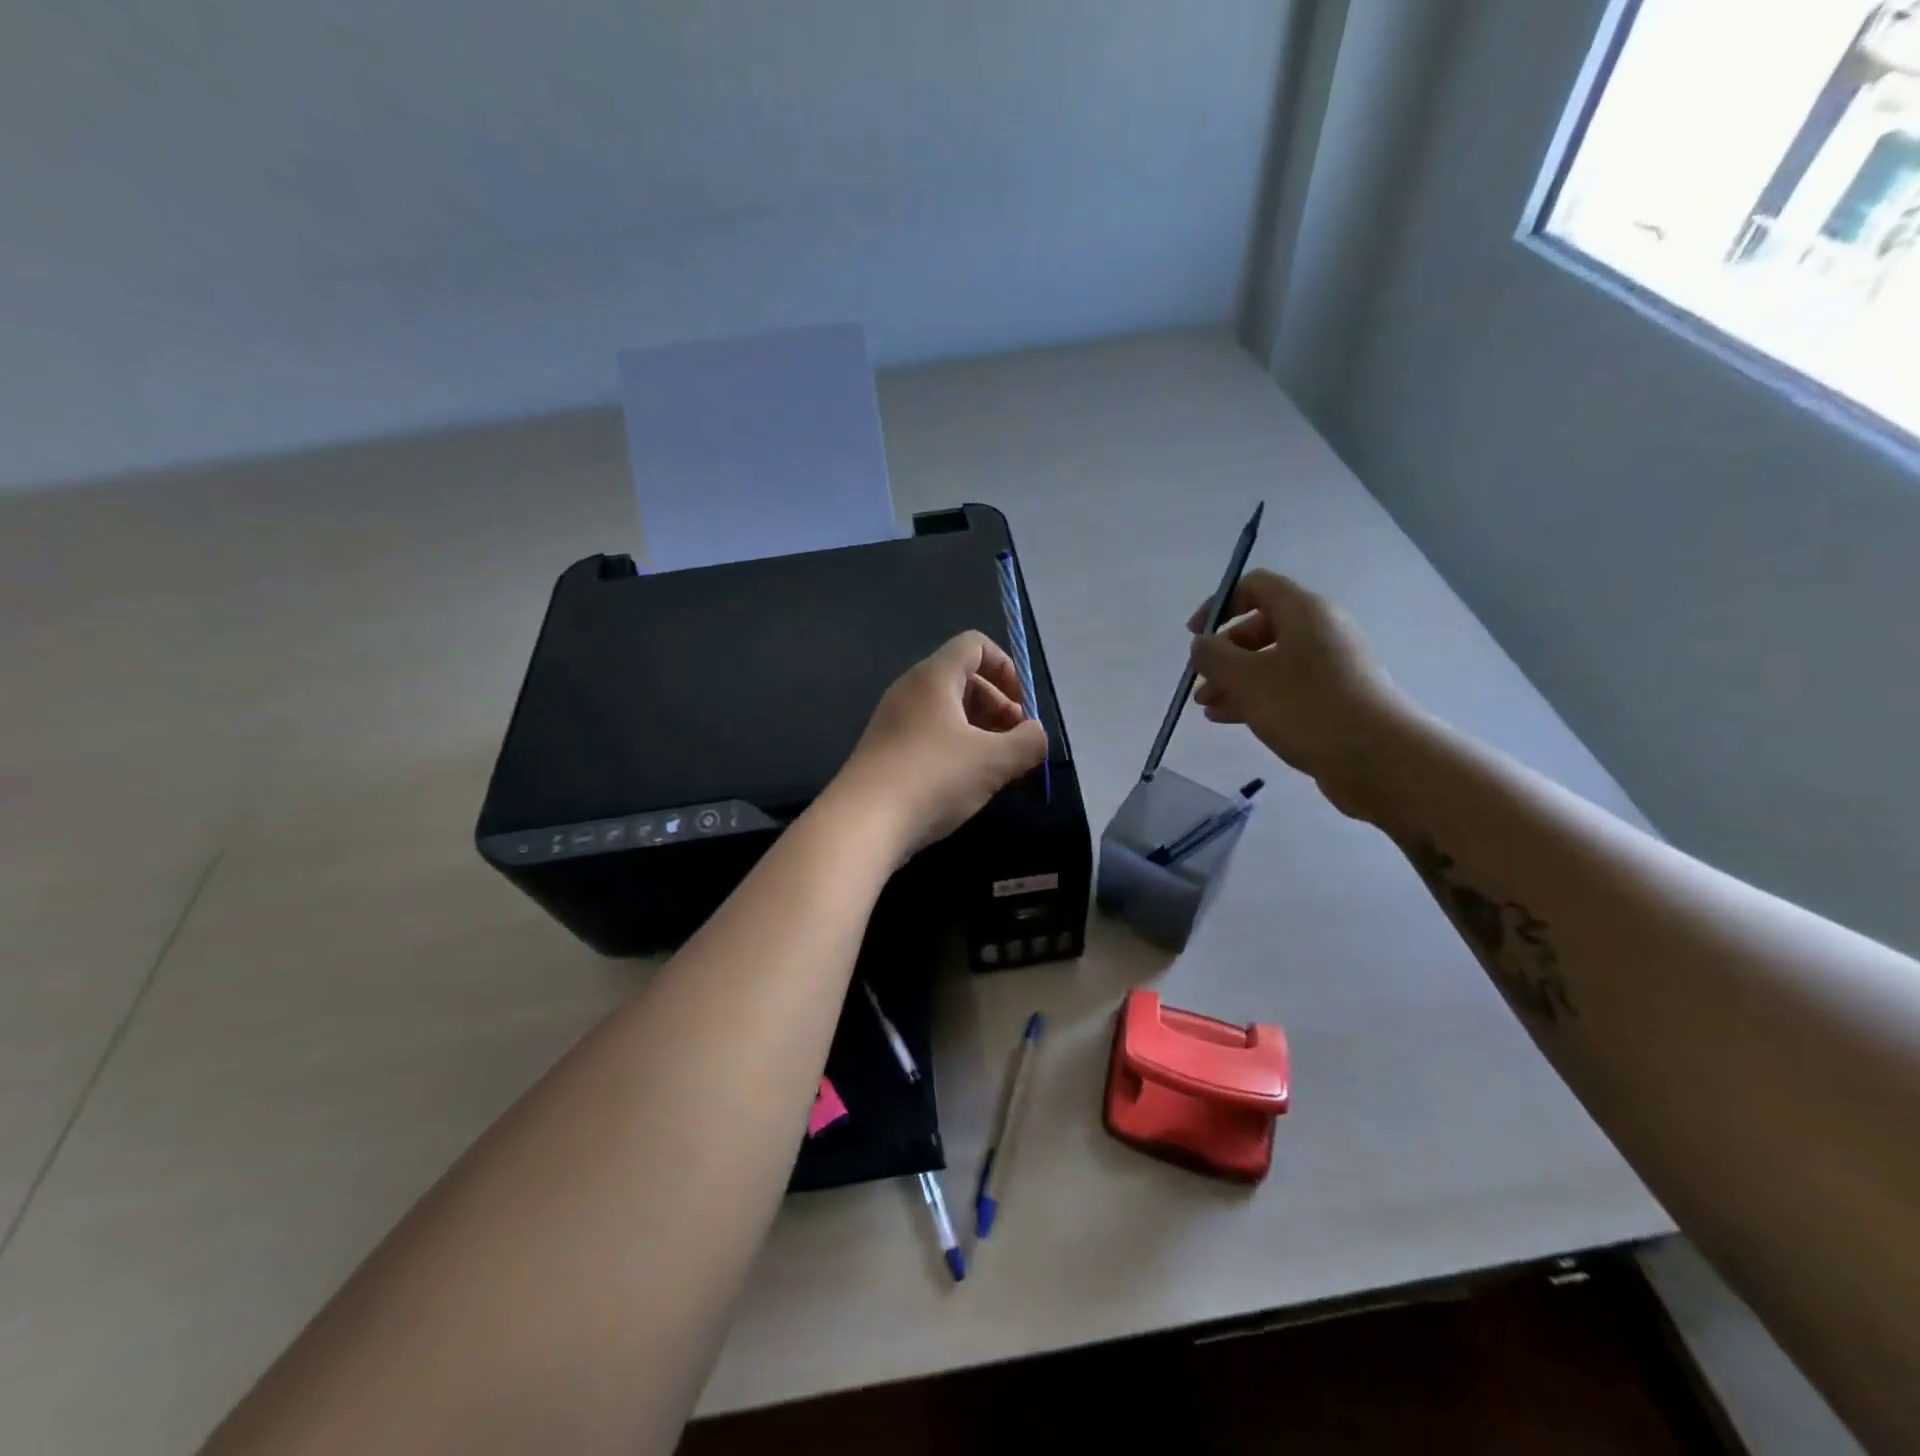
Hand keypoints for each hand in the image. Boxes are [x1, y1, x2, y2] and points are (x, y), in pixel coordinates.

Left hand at [829, 631, 1048, 857]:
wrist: (862, 823)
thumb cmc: (933, 778)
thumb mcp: (993, 761)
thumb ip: (1028, 742)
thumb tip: (1036, 735)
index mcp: (934, 677)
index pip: (975, 645)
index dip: (1006, 668)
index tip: (1022, 708)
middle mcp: (910, 690)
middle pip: (963, 678)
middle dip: (998, 705)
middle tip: (1015, 743)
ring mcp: (893, 720)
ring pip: (947, 710)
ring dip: (979, 731)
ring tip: (996, 767)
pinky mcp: (885, 750)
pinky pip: (929, 734)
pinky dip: (955, 748)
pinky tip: (965, 783)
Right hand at [1189, 570, 1412, 820]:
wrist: (1379, 758)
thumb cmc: (1308, 707)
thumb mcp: (1247, 678)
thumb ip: (1214, 656)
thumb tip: (1201, 645)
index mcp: (1305, 612)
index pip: (1256, 586)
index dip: (1220, 604)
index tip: (1195, 635)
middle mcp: (1320, 632)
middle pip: (1261, 627)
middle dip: (1224, 652)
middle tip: (1200, 680)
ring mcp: (1330, 667)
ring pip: (1270, 662)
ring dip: (1234, 680)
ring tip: (1207, 706)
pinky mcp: (1334, 700)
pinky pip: (1285, 689)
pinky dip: (1255, 698)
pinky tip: (1229, 719)